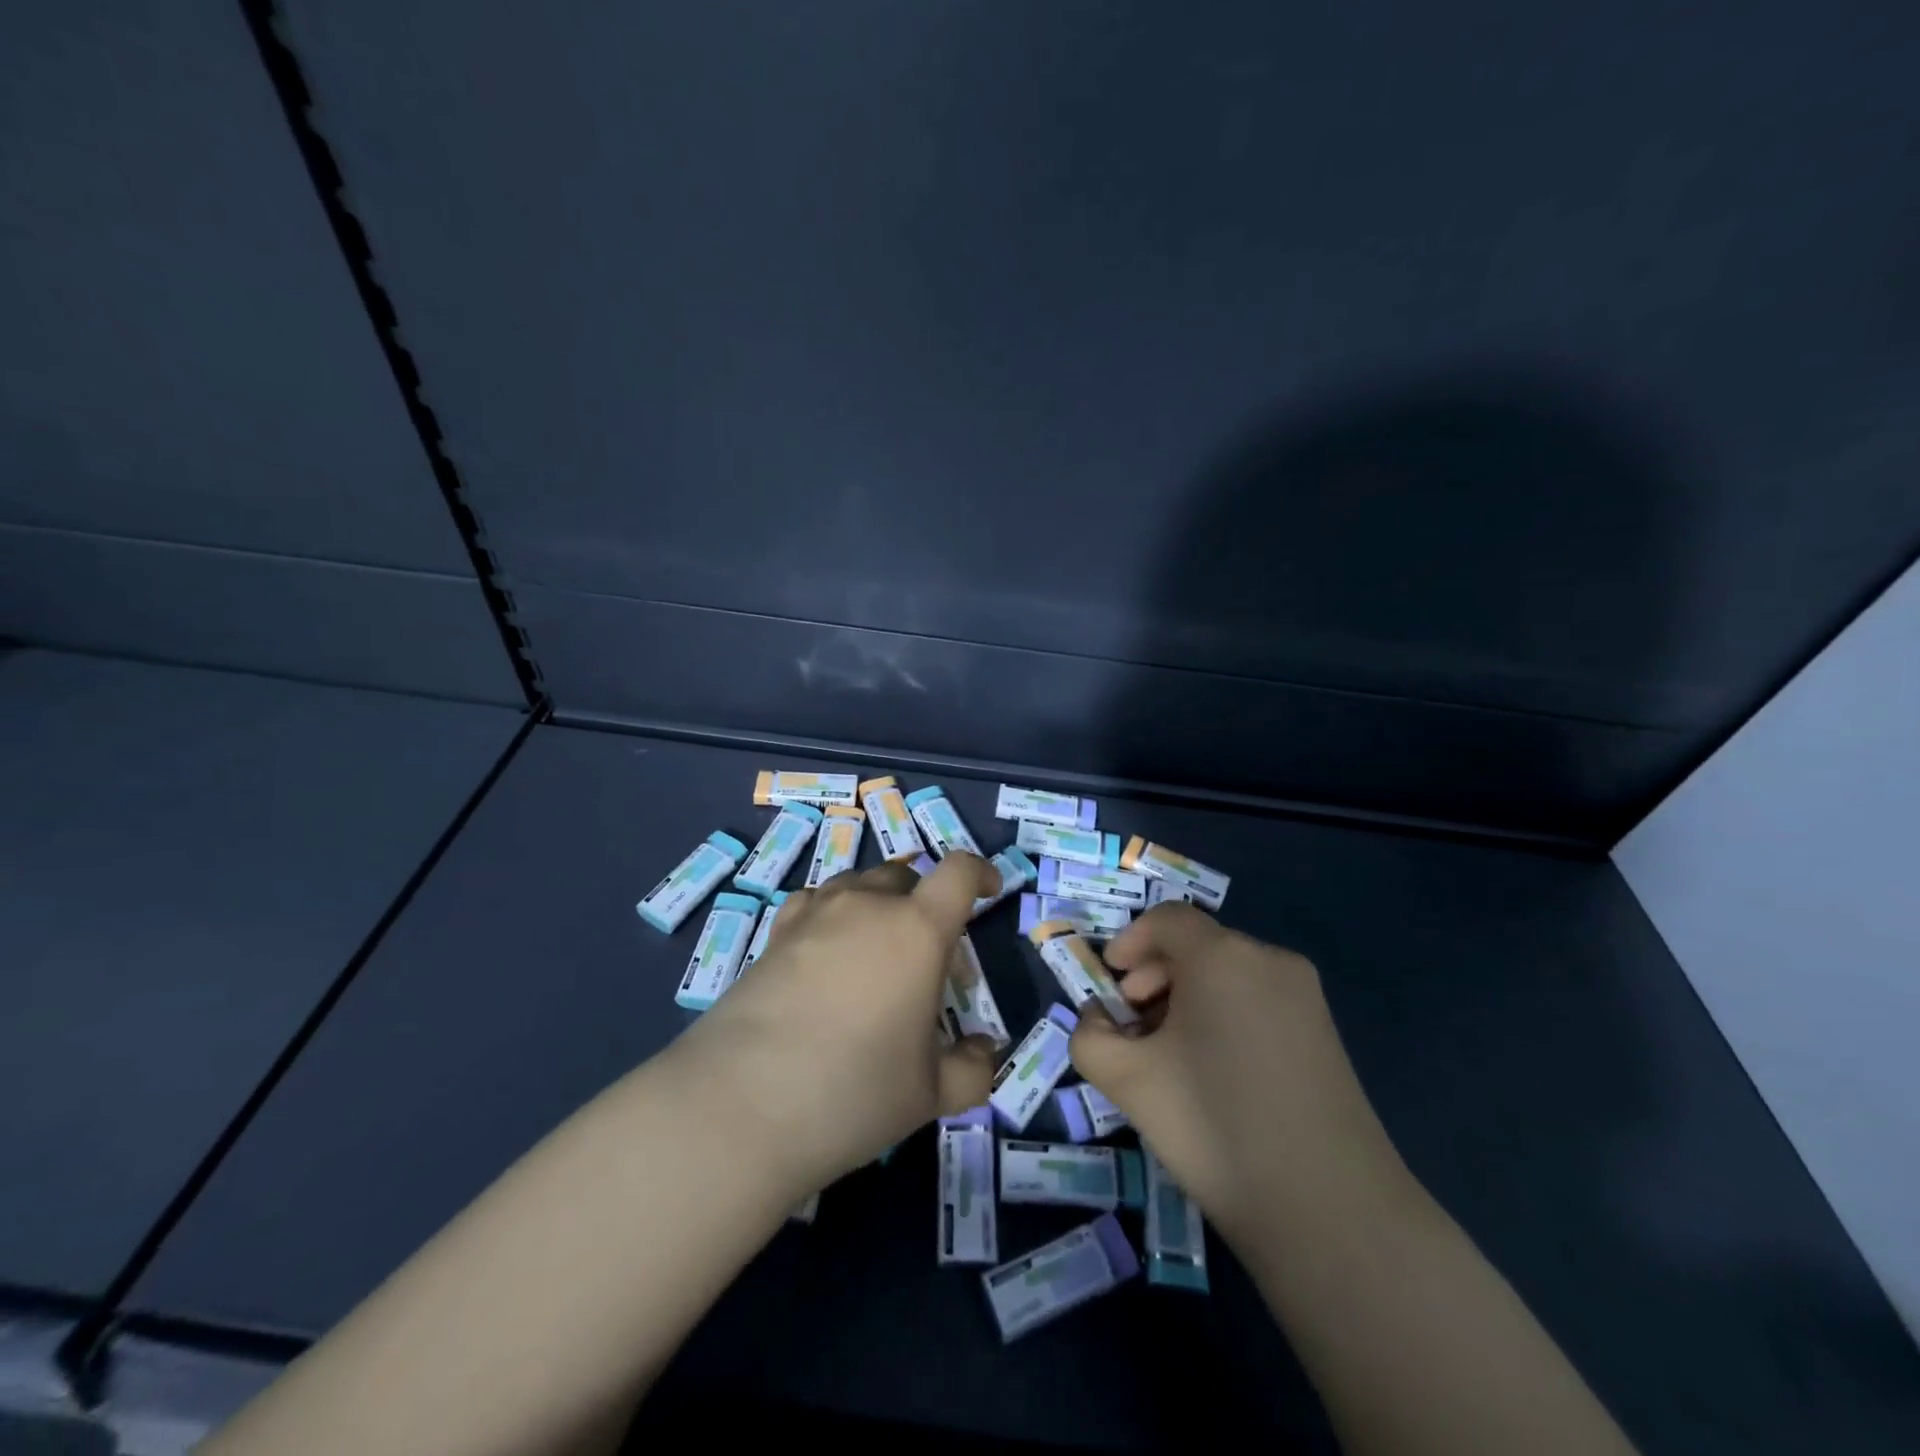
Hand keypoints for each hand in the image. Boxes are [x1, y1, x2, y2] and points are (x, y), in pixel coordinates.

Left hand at [674, 854, 1000, 1197]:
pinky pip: (816, 903)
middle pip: (907, 877)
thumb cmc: (853, 1092)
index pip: (959, 872)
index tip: (989, 894)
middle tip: (928, 962)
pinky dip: (834, 917)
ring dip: (880, 908)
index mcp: (917, 929)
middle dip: (928, 906)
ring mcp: (816, 913)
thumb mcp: (929, 1093)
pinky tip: (826, 956)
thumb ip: (972, 1069)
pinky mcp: (776, 932)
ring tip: (876, 959)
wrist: (740, 1105)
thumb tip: (983, 1053)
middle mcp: (867, 905)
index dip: (981, 874)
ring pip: (860, 886)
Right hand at [1071, 904, 1411, 1247]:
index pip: (1167, 919)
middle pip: (1198, 945)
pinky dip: (1223, 1016)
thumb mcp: (1128, 1080)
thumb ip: (1090, 1036)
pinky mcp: (1325, 1034)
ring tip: (1169, 1056)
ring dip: (1186, 999)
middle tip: (1132, 1028)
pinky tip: (1214, 1072)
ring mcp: (1305, 996)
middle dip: (1154, 976)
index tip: (1110, 986)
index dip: (1129, 942)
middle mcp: (1269, 960)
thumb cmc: (1215, 1125)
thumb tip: (1097, 1021)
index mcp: (1222, 956)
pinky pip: (1258, 1001)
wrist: (1331, 1211)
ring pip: (1228, 975)